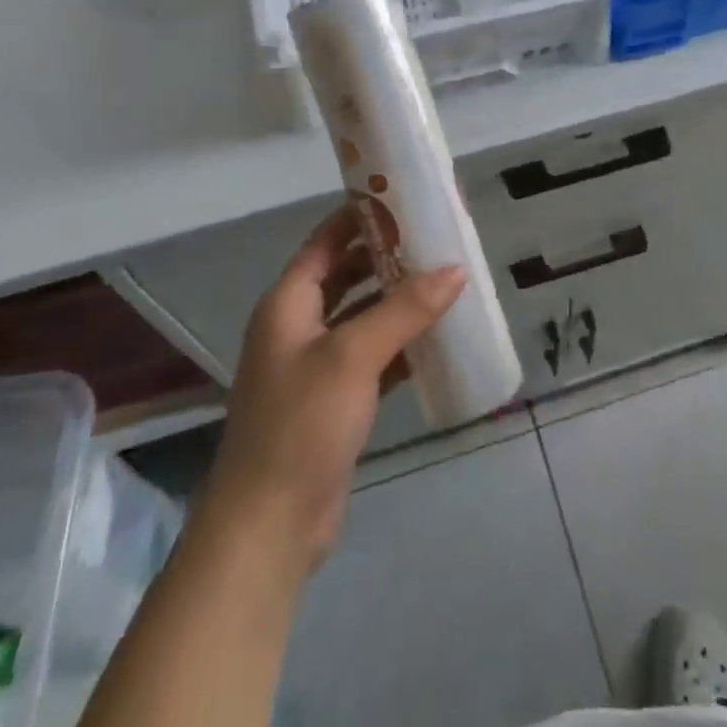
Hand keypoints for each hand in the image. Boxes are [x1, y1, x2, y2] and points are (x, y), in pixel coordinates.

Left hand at [197, 205, 464, 575]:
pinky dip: (401, 344)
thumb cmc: (301, 424)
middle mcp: (299, 327)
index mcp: (288, 304)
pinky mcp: (336, 402)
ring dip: (399, 301)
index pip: (325, 241)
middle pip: (346, 276)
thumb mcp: (354, 356)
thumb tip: (456, 269)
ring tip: (446, 280)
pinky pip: (374, 357)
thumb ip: (405, 309)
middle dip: (388, 258)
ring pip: (363, 317)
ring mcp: (317, 367)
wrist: (270, 526)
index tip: (405, 199)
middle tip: (436, 240)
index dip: (361, 218)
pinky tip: (438, 337)